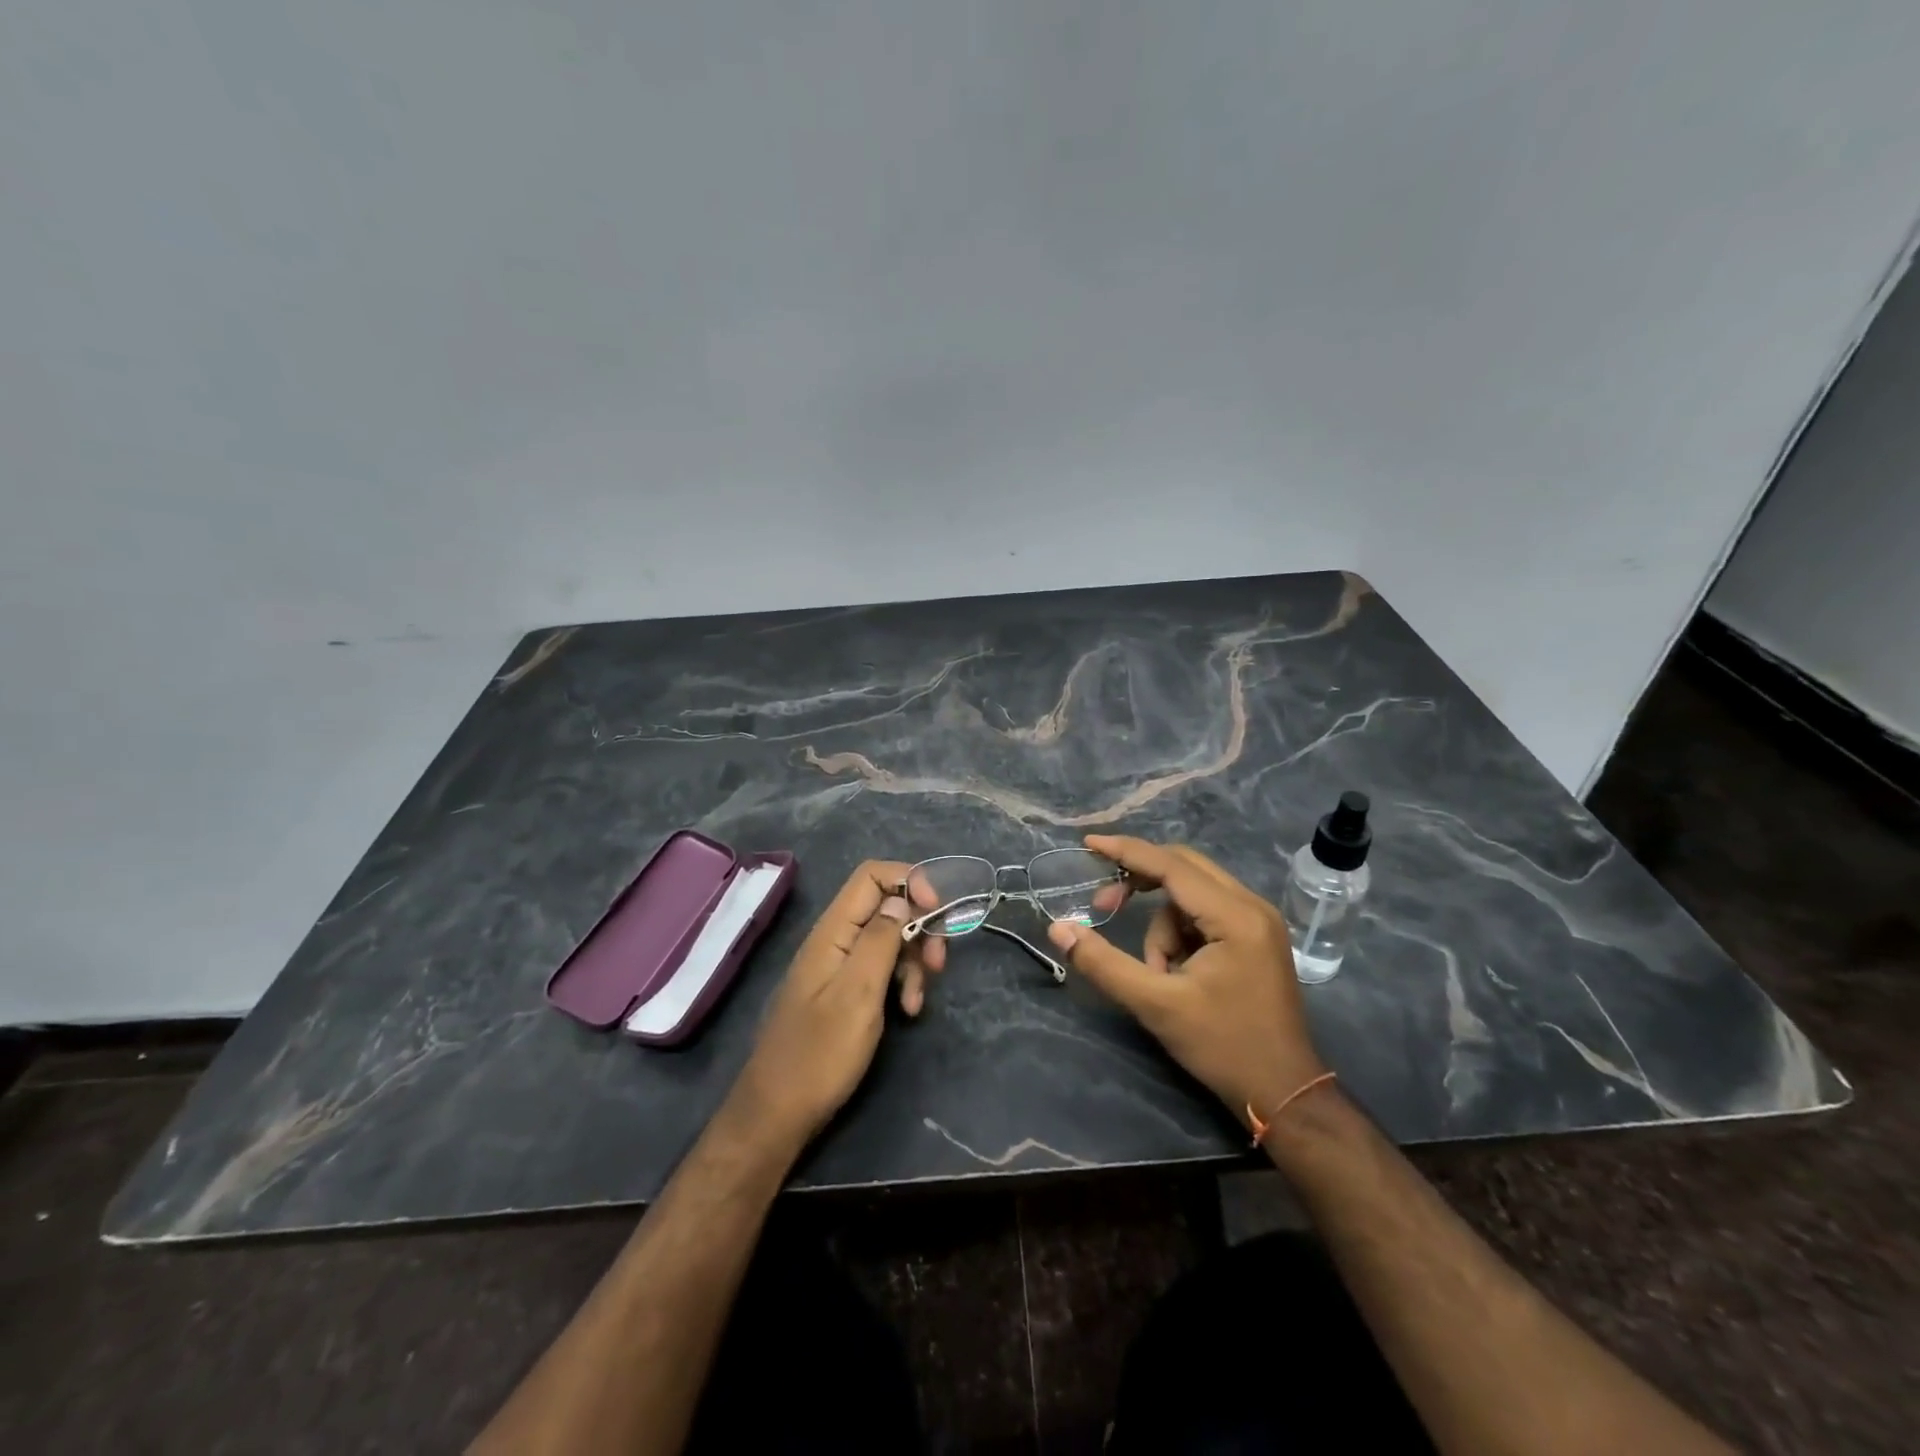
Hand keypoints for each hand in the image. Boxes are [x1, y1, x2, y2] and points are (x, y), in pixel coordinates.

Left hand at [728, 861, 914, 1151]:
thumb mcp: (858, 993)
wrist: (778, 1113)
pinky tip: (907, 1010)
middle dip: (920, 927)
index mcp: (833, 931)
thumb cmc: (820, 1053)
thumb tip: (902, 897)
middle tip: (937, 963)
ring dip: (912, 962)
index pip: (872, 875)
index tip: (937, 910)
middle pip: (887, 906)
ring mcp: (838, 966)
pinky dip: (900, 982)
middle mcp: (835, 939)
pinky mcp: (844, 991)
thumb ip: (881, 938)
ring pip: (889, 939)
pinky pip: (880, 969)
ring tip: (916, 1001)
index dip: (910, 880)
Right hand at [1046, 836, 1326, 1125]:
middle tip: (1104, 904)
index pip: (1172, 866)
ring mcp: (1258, 921)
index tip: (1088, 844)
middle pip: (1184, 868)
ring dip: (1162, 926)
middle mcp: (1252, 906)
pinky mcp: (1255, 938)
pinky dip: (1179, 935)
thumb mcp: (1156, 1005)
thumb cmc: (1224, 1047)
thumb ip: (1104, 963)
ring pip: (1190, 895)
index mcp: (1235, 916)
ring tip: (1159, 974)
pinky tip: (1176, 973)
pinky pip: (1204, 914)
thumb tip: (1058, 928)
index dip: (1126, 851)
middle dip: (1139, 883)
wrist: (1284, 1094)